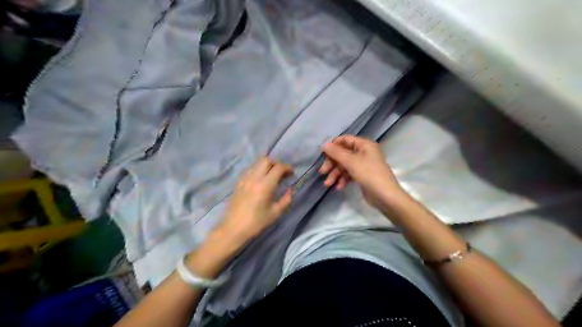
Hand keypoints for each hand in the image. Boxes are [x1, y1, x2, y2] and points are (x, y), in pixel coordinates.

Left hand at [218, 156, 292, 242]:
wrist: (233, 228)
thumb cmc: (256, 222)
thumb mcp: (275, 213)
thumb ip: (286, 200)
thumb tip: (290, 190)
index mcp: (265, 185)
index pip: (278, 167)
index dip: (287, 168)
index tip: (291, 174)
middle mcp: (254, 178)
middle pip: (266, 160)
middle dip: (276, 163)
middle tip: (282, 173)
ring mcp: (244, 178)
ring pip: (257, 163)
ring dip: (267, 165)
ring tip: (272, 176)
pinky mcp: (238, 182)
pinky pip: (250, 169)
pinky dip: (258, 170)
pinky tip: (261, 180)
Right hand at [318, 134, 405, 207]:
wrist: (385, 196)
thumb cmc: (369, 174)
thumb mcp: (351, 161)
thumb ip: (336, 152)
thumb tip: (324, 145)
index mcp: (364, 145)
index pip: (345, 140)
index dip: (333, 146)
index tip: (322, 154)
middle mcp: (364, 152)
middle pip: (343, 154)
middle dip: (332, 163)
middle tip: (322, 172)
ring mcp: (364, 165)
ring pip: (345, 166)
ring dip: (335, 174)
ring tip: (328, 184)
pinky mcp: (363, 176)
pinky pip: (349, 174)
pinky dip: (343, 180)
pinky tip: (339, 187)